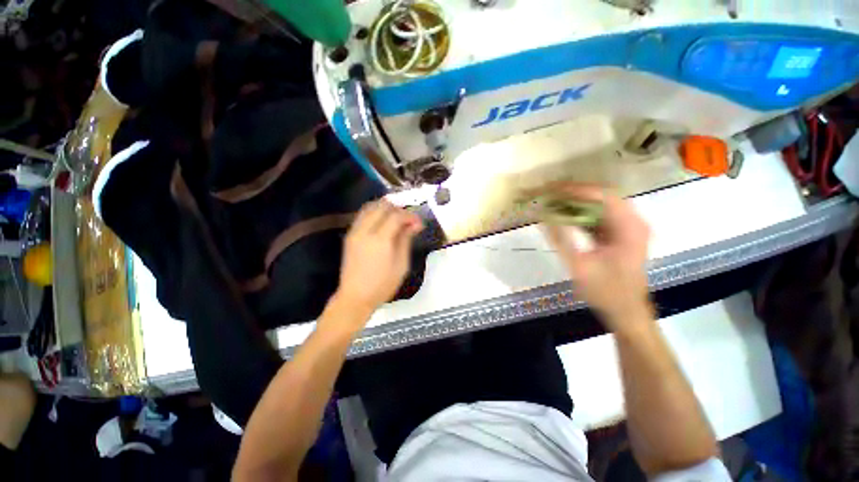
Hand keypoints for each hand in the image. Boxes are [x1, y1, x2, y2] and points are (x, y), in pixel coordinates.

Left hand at [334, 200, 422, 317]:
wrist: (355, 297)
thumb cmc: (382, 285)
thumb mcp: (401, 264)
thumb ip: (406, 240)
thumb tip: (415, 224)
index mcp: (380, 239)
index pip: (396, 216)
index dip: (410, 216)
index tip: (419, 223)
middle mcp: (365, 231)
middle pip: (382, 206)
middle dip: (398, 209)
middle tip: (408, 220)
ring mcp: (355, 232)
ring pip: (370, 207)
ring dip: (385, 208)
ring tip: (396, 218)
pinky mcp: (349, 235)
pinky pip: (362, 215)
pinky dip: (374, 213)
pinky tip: (383, 222)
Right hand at [538, 183, 651, 330]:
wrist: (626, 312)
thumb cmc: (606, 293)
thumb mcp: (579, 267)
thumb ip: (561, 239)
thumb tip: (543, 216)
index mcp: (629, 227)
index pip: (602, 196)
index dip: (574, 190)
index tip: (549, 189)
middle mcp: (632, 221)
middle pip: (600, 196)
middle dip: (572, 193)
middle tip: (547, 193)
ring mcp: (627, 227)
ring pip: (598, 204)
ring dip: (574, 202)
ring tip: (550, 200)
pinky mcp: (619, 234)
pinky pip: (597, 216)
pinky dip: (579, 213)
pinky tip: (562, 214)